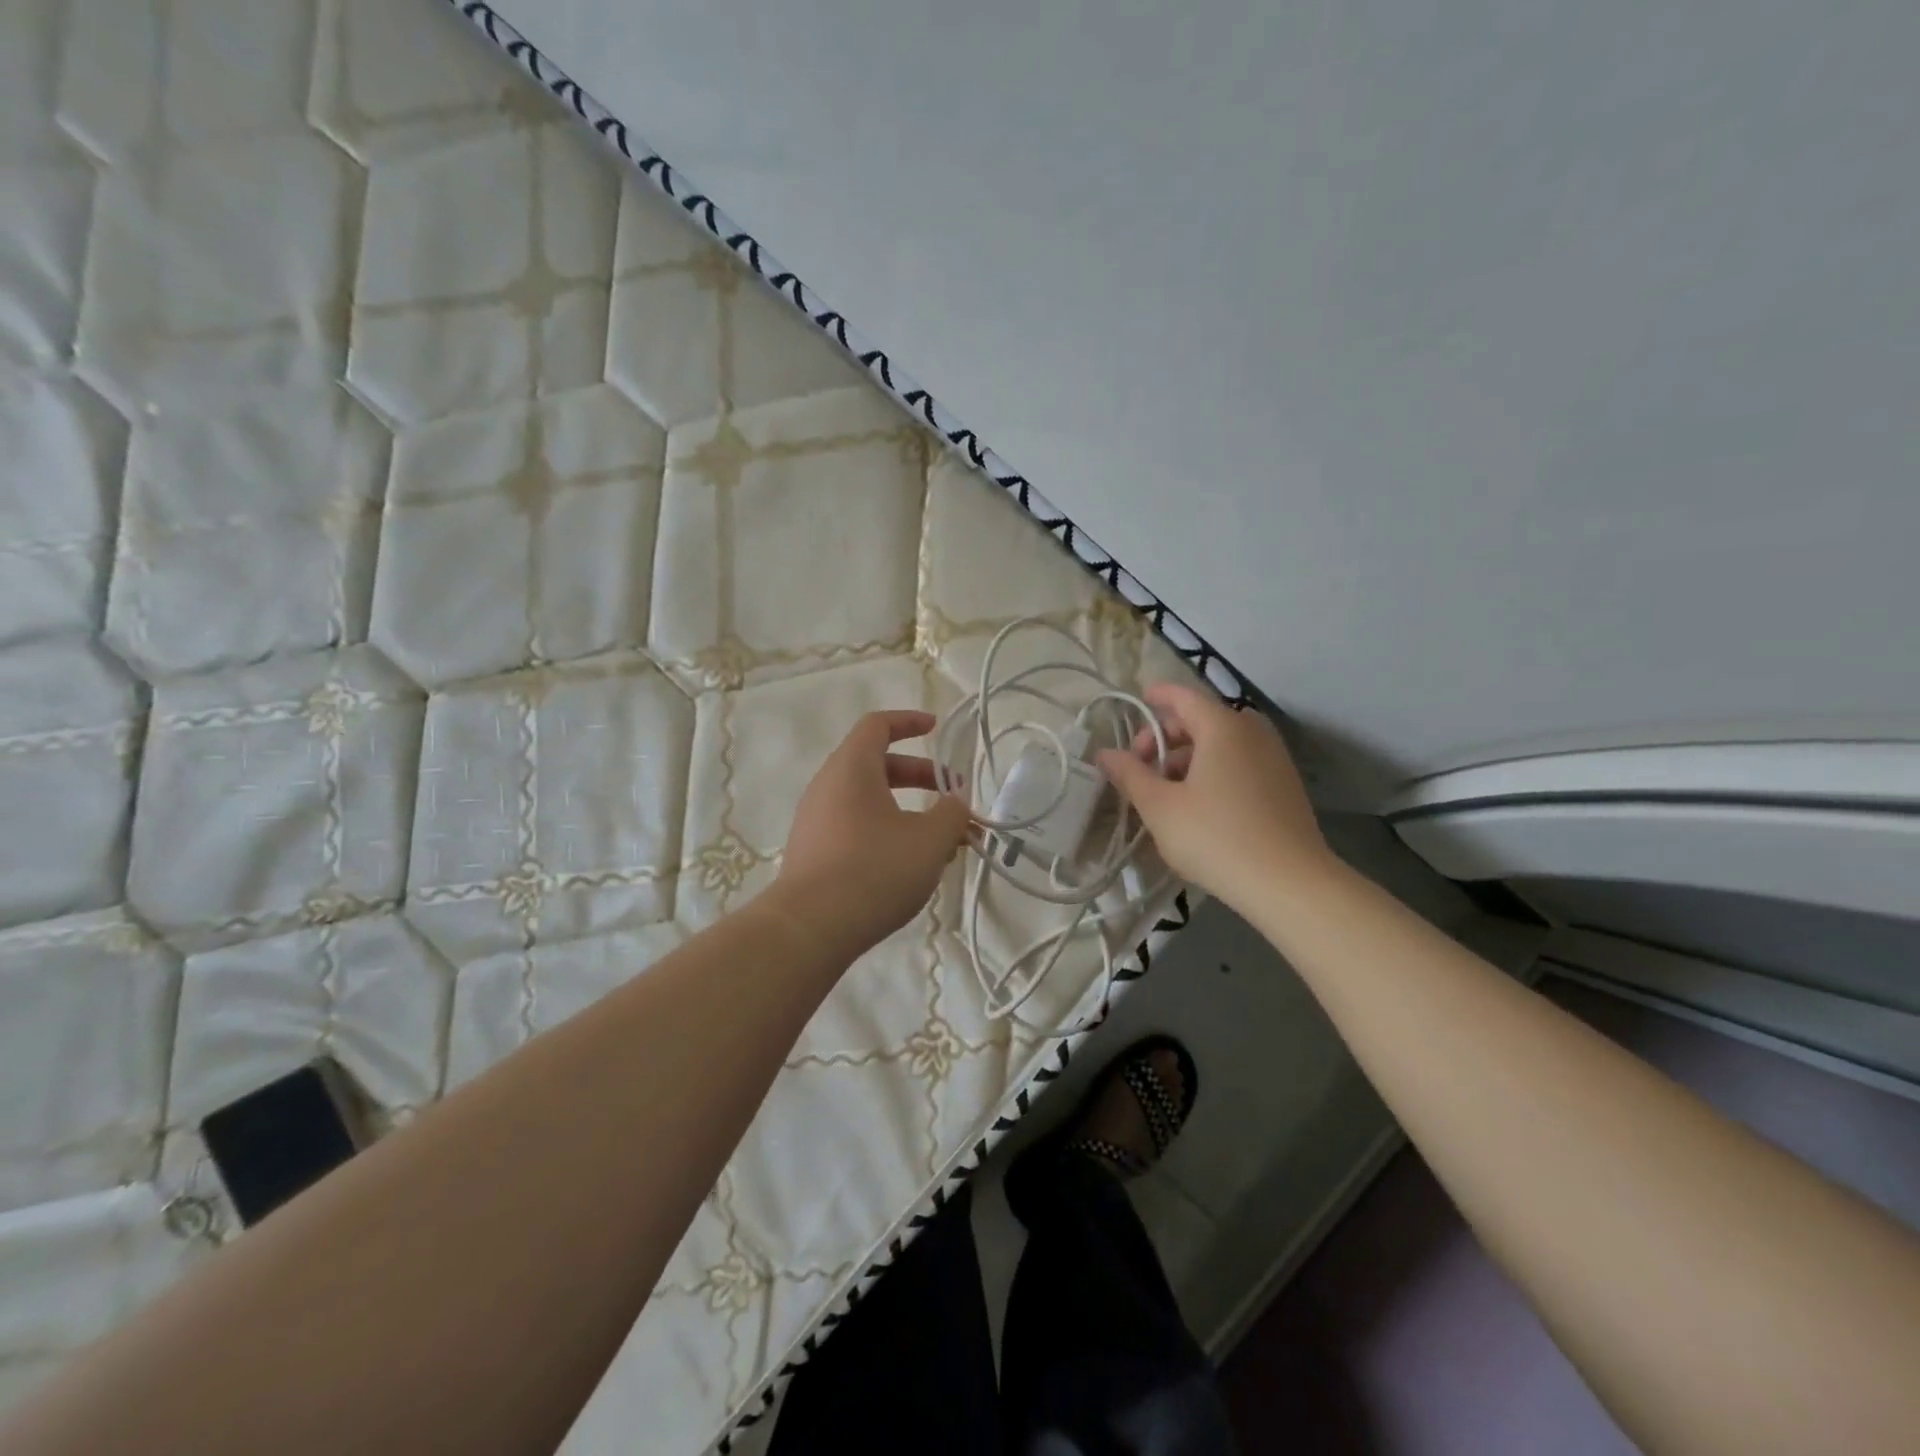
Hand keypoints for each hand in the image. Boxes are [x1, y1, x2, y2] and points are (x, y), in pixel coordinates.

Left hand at [773, 710, 972, 958]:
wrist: (809, 929)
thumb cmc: (874, 870)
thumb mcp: (929, 841)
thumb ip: (952, 814)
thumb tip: (956, 803)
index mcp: (851, 768)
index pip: (877, 726)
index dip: (909, 721)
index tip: (936, 728)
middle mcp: (827, 787)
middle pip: (876, 765)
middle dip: (920, 776)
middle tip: (953, 798)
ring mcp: (815, 821)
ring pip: (868, 801)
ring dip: (907, 811)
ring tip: (940, 842)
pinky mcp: (812, 853)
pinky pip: (854, 827)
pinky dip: (885, 832)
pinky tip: (909, 867)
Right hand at [1096, 683, 1339, 914]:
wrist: (1289, 884)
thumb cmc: (1216, 837)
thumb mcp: (1160, 807)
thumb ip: (1130, 774)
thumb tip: (1104, 753)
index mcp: (1222, 727)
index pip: (1183, 696)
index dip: (1156, 696)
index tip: (1137, 702)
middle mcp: (1252, 732)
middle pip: (1201, 719)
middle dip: (1166, 737)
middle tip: (1140, 767)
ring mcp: (1274, 758)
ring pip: (1221, 743)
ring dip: (1188, 757)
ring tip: (1165, 791)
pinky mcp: (1284, 784)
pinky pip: (1240, 762)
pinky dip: (1213, 769)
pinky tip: (1198, 804)